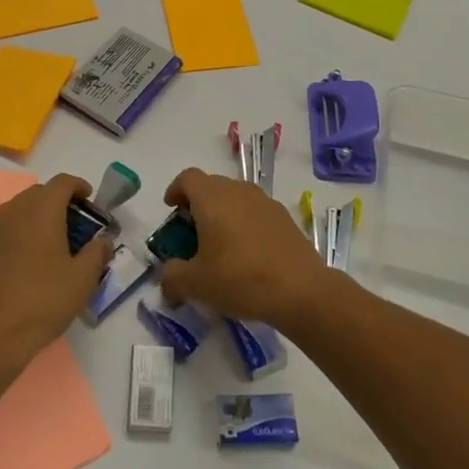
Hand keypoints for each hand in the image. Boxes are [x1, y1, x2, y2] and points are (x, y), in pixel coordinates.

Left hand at [0, 174, 112, 374]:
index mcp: (42, 209)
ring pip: (21, 208)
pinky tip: (31, 257)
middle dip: (60, 201)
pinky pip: (7, 226)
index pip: (63, 182)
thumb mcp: (83, 279)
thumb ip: (98, 252)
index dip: (79, 186)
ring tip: (55, 240)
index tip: (90, 201)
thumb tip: (104, 240)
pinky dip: (22, 230)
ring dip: (40, 215)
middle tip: (77, 224)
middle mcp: (15, 210)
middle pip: (40, 192)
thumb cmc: (43, 301)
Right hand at [158, 168, 327, 327]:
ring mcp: (265, 202)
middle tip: (191, 234)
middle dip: (197, 205)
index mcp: (212, 198)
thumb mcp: (196, 284)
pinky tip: (246, 254)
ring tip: (219, 246)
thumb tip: (167, 276)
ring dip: (222, 215)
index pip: (187, 178)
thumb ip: (172, 277)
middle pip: (211, 186)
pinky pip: (255, 212)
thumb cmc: (240, 279)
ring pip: (235, 198)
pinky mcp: (284, 217)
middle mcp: (238, 191)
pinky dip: (244, 224)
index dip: (175, 190)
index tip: (171, 210)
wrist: (301, 290)